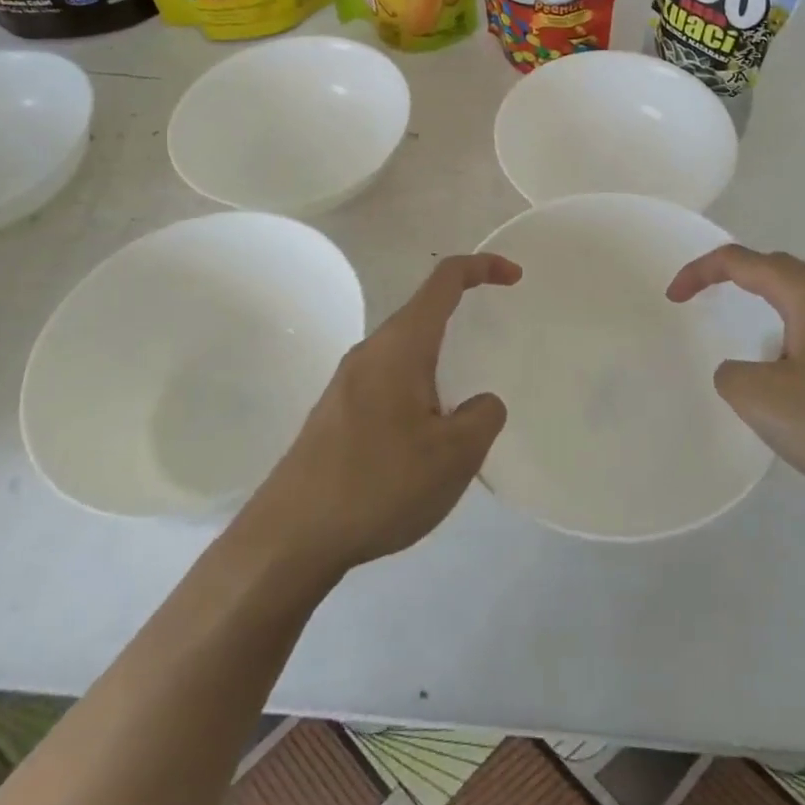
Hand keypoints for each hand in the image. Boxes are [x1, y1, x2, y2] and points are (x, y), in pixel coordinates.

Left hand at [236, 255, 519, 580]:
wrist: (290, 538)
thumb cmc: (379, 483)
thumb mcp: (455, 455)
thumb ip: (483, 417)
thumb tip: (480, 403)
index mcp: (401, 345)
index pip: (445, 281)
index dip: (483, 267)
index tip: (515, 277)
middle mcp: (371, 351)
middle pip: (423, 313)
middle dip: (462, 317)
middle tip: (495, 346)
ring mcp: (347, 383)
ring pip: (405, 353)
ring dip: (439, 364)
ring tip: (462, 411)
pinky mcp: (335, 414)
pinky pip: (388, 383)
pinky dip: (418, 392)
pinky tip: (423, 442)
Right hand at [667, 245, 804, 523]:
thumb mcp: (760, 399)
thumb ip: (731, 374)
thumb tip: (742, 371)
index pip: (743, 261)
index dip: (701, 272)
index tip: (673, 297)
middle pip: (778, 267)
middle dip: (736, 273)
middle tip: (704, 294)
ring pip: (803, 295)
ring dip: (766, 299)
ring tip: (743, 322)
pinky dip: (789, 326)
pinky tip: (788, 365)